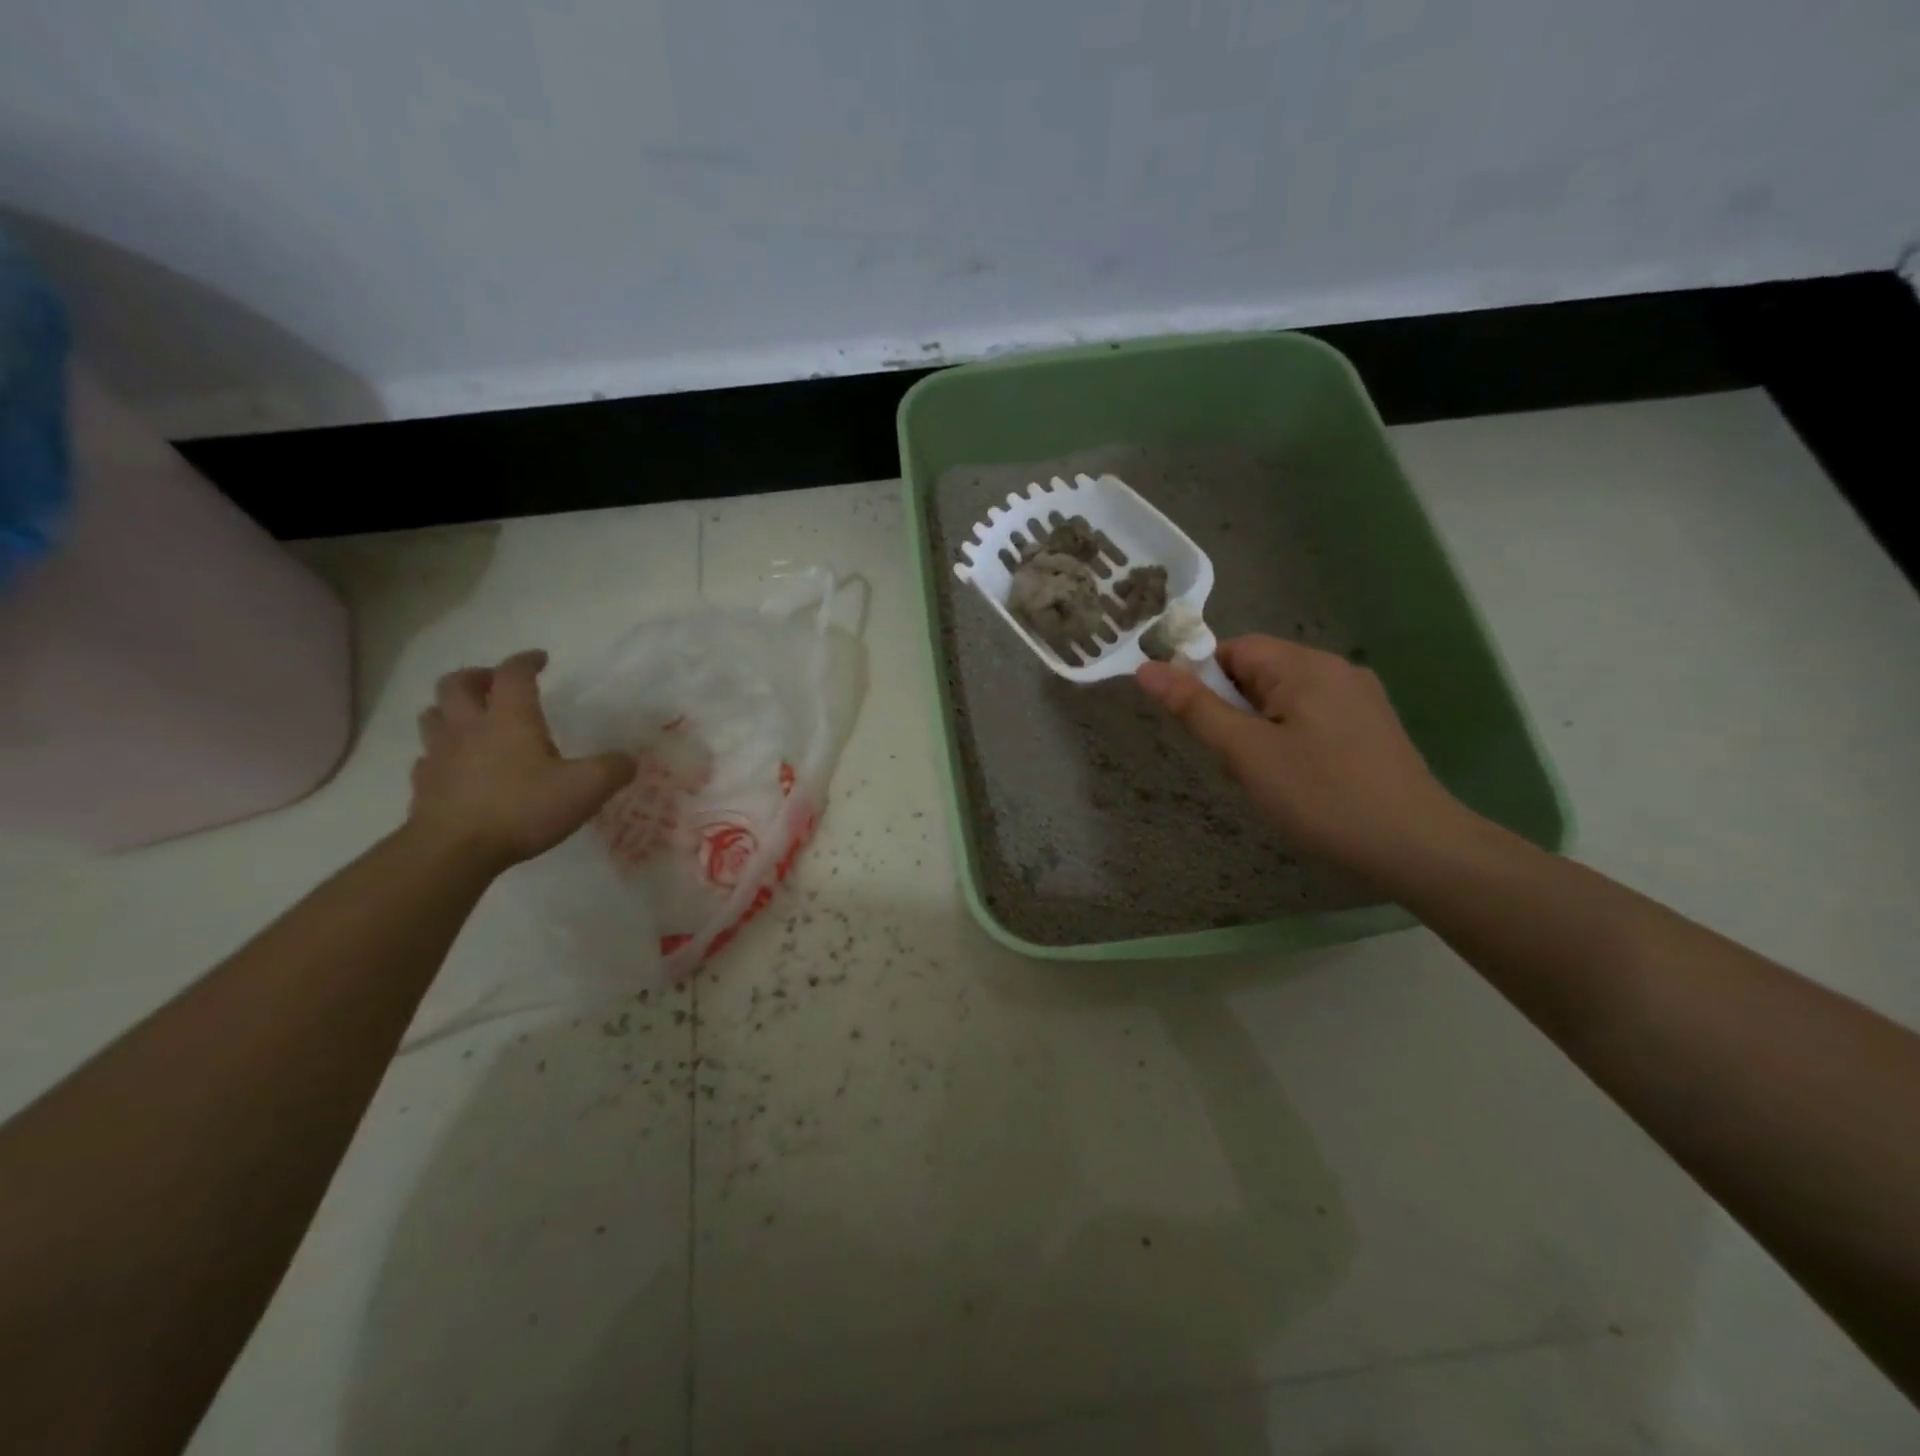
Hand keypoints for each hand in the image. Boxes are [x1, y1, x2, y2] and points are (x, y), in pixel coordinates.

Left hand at [408, 650, 635, 869]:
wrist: (454, 851)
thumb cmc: (522, 808)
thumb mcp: (586, 788)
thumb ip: (613, 769)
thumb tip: (629, 759)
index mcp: (509, 719)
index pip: (513, 674)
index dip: (526, 661)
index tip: (540, 659)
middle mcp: (470, 727)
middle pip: (456, 684)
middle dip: (476, 676)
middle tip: (495, 683)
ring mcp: (440, 755)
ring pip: (433, 715)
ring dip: (450, 708)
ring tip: (470, 718)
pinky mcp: (424, 784)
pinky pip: (427, 756)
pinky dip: (441, 752)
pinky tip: (456, 765)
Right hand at [1136, 636, 1467, 877]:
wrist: (1415, 847)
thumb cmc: (1321, 795)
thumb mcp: (1246, 753)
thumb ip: (1195, 708)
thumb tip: (1146, 669)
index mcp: (1304, 665)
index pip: (1233, 649)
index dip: (1203, 681)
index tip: (1198, 726)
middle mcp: (1335, 669)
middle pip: (1258, 673)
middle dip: (1233, 711)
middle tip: (1234, 761)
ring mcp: (1358, 697)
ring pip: (1283, 699)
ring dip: (1259, 729)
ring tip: (1266, 777)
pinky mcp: (1371, 726)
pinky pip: (1311, 717)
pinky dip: (1289, 739)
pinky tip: (1298, 779)